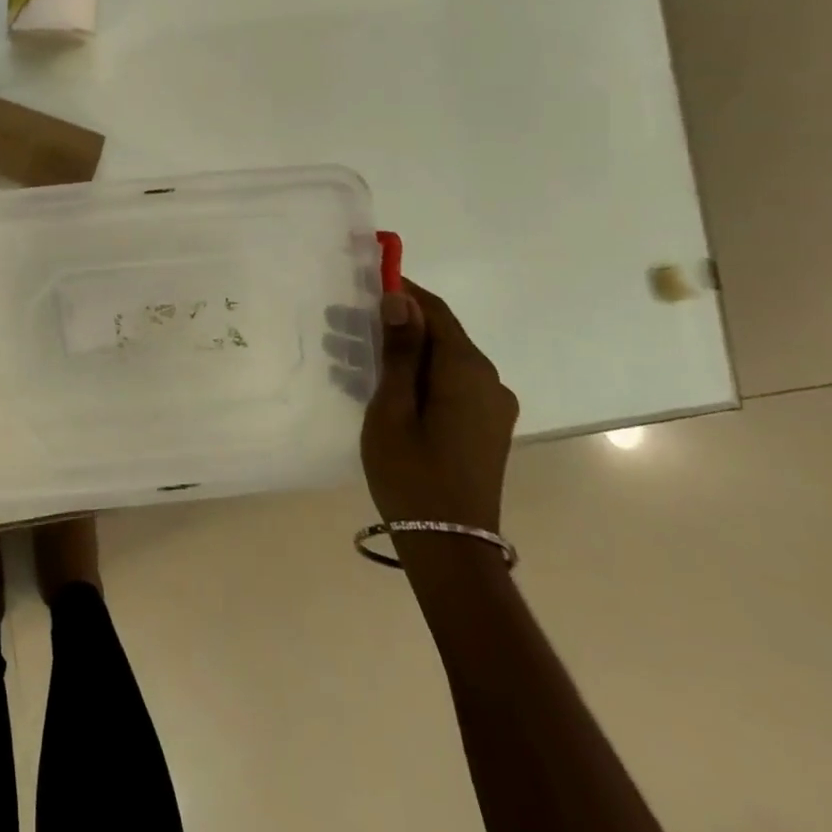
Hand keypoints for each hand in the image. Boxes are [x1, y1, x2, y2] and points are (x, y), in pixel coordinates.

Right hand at [333, 281, 517, 533]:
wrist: (450, 547)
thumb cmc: (412, 473)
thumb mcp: (392, 408)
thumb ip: (400, 351)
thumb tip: (402, 299)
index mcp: (467, 370)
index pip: (435, 311)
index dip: (403, 292)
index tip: (363, 285)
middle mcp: (489, 380)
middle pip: (439, 335)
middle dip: (393, 325)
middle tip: (341, 327)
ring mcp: (491, 407)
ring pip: (441, 362)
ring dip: (400, 354)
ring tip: (349, 360)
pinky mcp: (485, 427)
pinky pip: (449, 386)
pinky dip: (416, 378)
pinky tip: (380, 390)